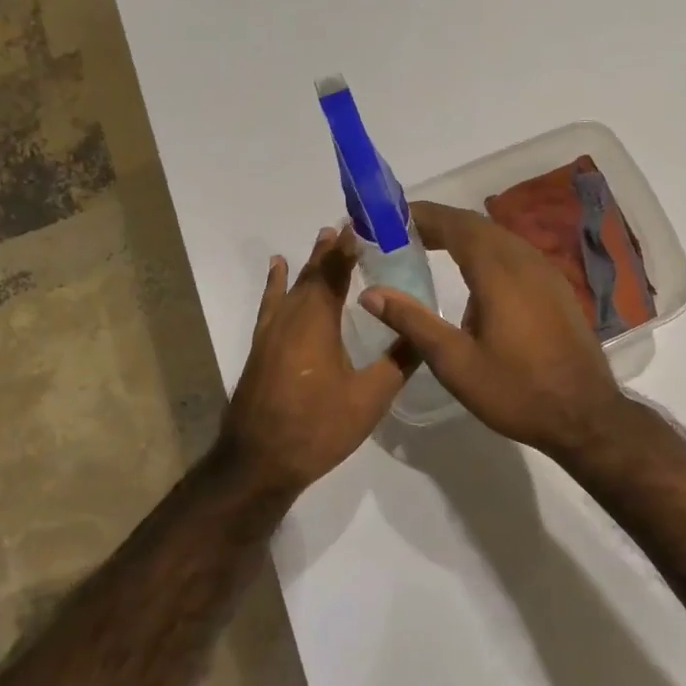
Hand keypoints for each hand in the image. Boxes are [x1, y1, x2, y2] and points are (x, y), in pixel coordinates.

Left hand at [217, 227, 413, 496]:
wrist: (259, 461)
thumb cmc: (317, 428)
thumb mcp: (369, 398)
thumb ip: (398, 361)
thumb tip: (426, 331)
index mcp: (317, 321)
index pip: (335, 271)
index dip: (349, 246)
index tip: (365, 223)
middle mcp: (291, 316)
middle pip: (312, 272)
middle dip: (332, 249)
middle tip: (351, 226)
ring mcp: (271, 331)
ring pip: (293, 286)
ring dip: (310, 262)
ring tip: (324, 237)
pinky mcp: (261, 347)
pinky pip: (272, 303)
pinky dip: (277, 283)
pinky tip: (278, 270)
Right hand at [358, 201, 631, 459]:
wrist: (585, 416)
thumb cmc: (515, 391)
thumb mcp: (455, 362)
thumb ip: (413, 322)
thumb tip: (371, 293)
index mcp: (498, 272)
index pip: (455, 225)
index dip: (422, 216)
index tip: (390, 218)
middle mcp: (525, 261)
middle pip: (477, 226)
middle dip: (439, 224)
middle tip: (402, 234)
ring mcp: (546, 273)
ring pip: (499, 238)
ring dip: (463, 237)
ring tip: (429, 249)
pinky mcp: (557, 288)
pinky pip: (515, 255)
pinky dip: (486, 252)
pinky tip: (472, 278)